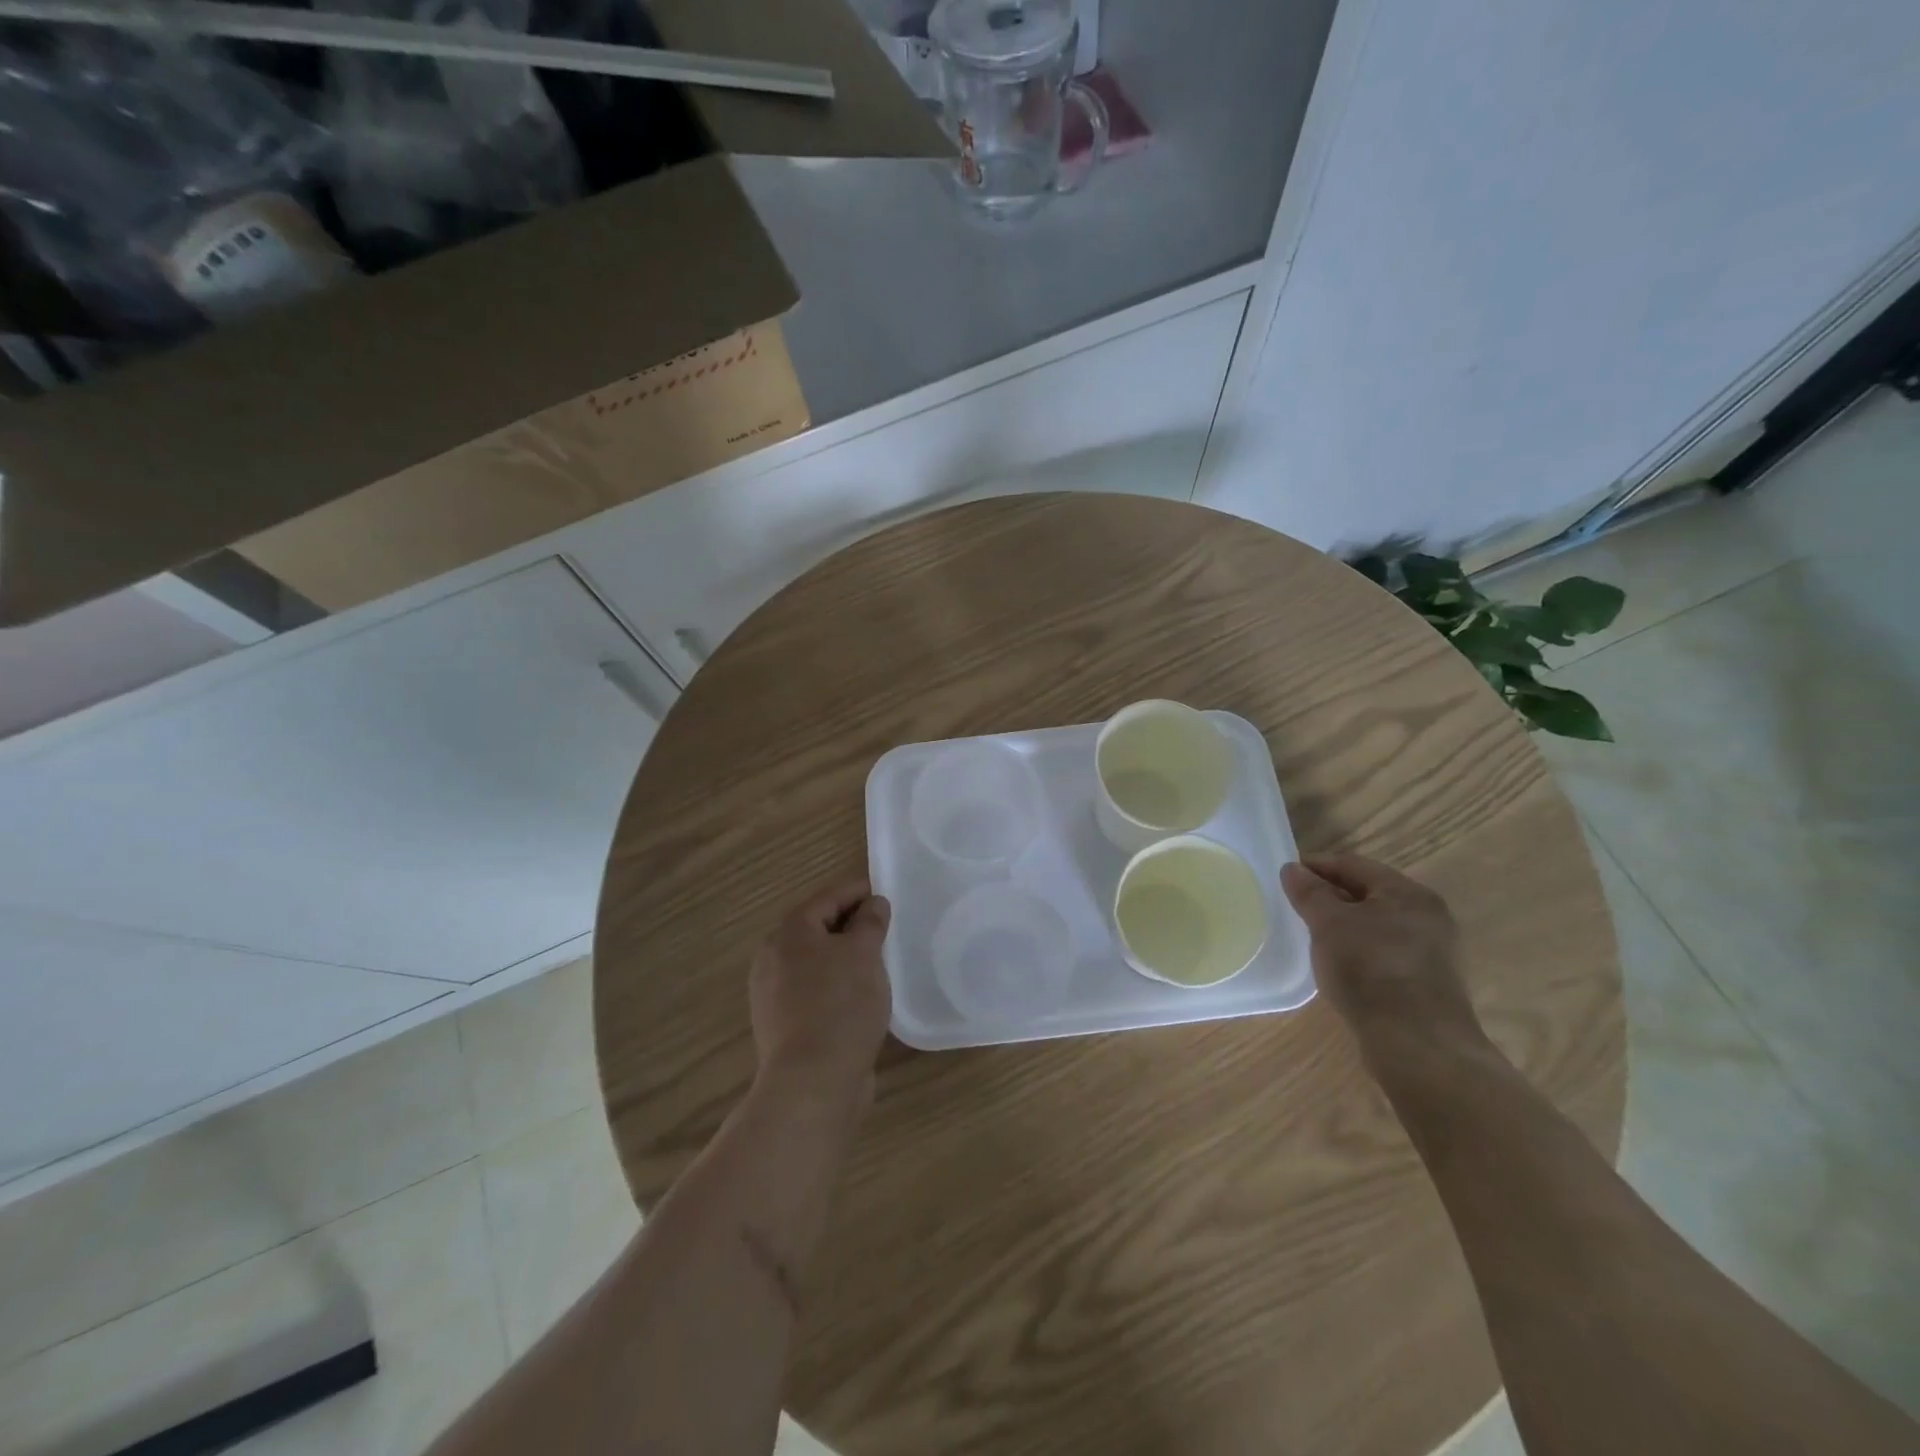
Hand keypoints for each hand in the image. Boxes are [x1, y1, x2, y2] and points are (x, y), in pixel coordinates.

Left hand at [749, 878, 892, 1103]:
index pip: (828, 897)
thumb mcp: (864, 954)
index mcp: (789, 932)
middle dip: (850, 923)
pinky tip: (859, 995)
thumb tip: (873, 904)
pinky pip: (813, 990)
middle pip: (817, 928)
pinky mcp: (783, 1024)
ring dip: (843, 956)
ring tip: (877, 959)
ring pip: (815, 961)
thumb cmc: (840, 1005)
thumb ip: (870, 923)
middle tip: (885, 925)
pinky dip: (835, 983)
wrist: (811, 1083)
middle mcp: (773, 957)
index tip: (885, 892)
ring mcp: (773, 994)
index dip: (858, 891)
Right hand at [1280, 854, 1484, 1055]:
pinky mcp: (1429, 982)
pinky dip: (1360, 948)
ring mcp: (1434, 951)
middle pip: (1370, 893)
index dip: (1317, 865)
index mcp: (1409, 893)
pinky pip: (1386, 951)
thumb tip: (1292, 869)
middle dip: (1331, 895)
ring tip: (1314, 934)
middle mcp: (1428, 916)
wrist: (1418, 1044)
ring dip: (1346, 924)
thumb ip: (1309, 893)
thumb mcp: (1329, 924)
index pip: (1354, 865)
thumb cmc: (1370, 969)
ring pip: (1378, 924)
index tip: (1287, 874)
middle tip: (1297, 903)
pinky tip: (1341, 963)